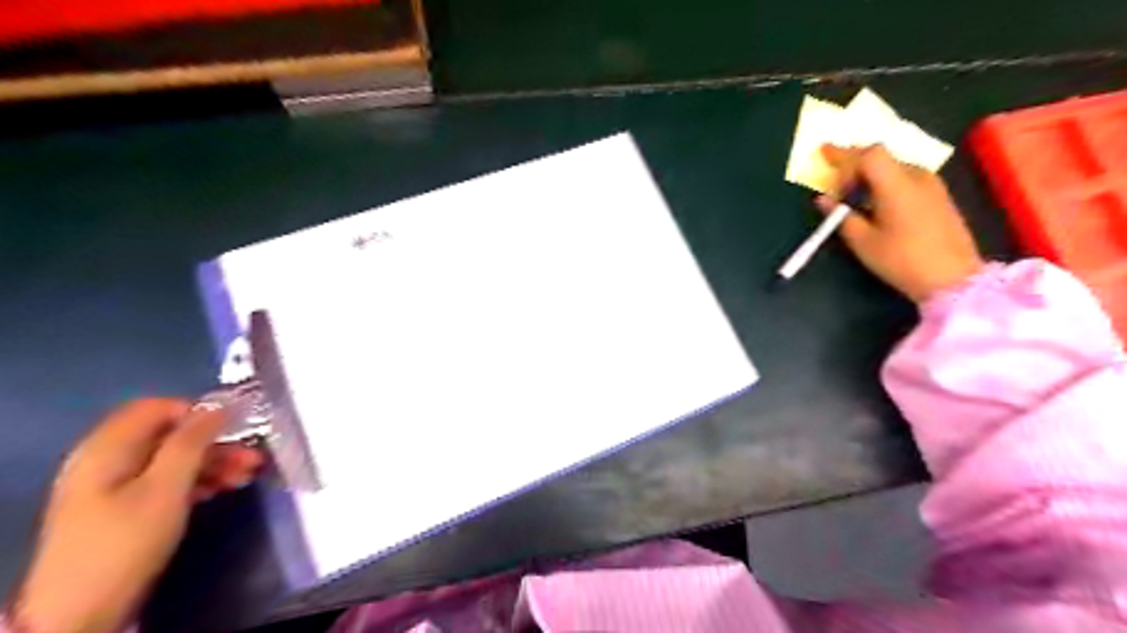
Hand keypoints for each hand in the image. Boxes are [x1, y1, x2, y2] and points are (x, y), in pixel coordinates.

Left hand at [10, 400, 260, 632]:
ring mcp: (111, 487)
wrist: (80, 614)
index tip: (235, 429)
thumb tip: (220, 405)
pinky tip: (220, 491)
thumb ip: (192, 442)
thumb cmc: (126, 541)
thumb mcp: (166, 487)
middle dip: (214, 443)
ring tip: (245, 477)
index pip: (156, 408)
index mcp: (107, 448)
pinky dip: (195, 482)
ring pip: (171, 459)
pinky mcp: (121, 510)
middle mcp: (106, 460)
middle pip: (168, 435)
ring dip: (212, 463)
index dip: (198, 412)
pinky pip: (164, 481)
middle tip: (252, 458)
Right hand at [816, 144, 983, 302]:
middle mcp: (916, 176)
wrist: (953, 278)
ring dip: (869, 172)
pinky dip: (884, 180)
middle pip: (881, 155)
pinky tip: (875, 201)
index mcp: (896, 185)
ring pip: (893, 165)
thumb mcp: (863, 242)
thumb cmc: (902, 260)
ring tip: (852, 194)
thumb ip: (841, 217)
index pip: (868, 154)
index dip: (843, 154)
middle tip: (833, 176)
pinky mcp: (938, 195)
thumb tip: (823, 200)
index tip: (823, 156)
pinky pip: (905, 176)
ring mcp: (931, 184)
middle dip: (853, 161)